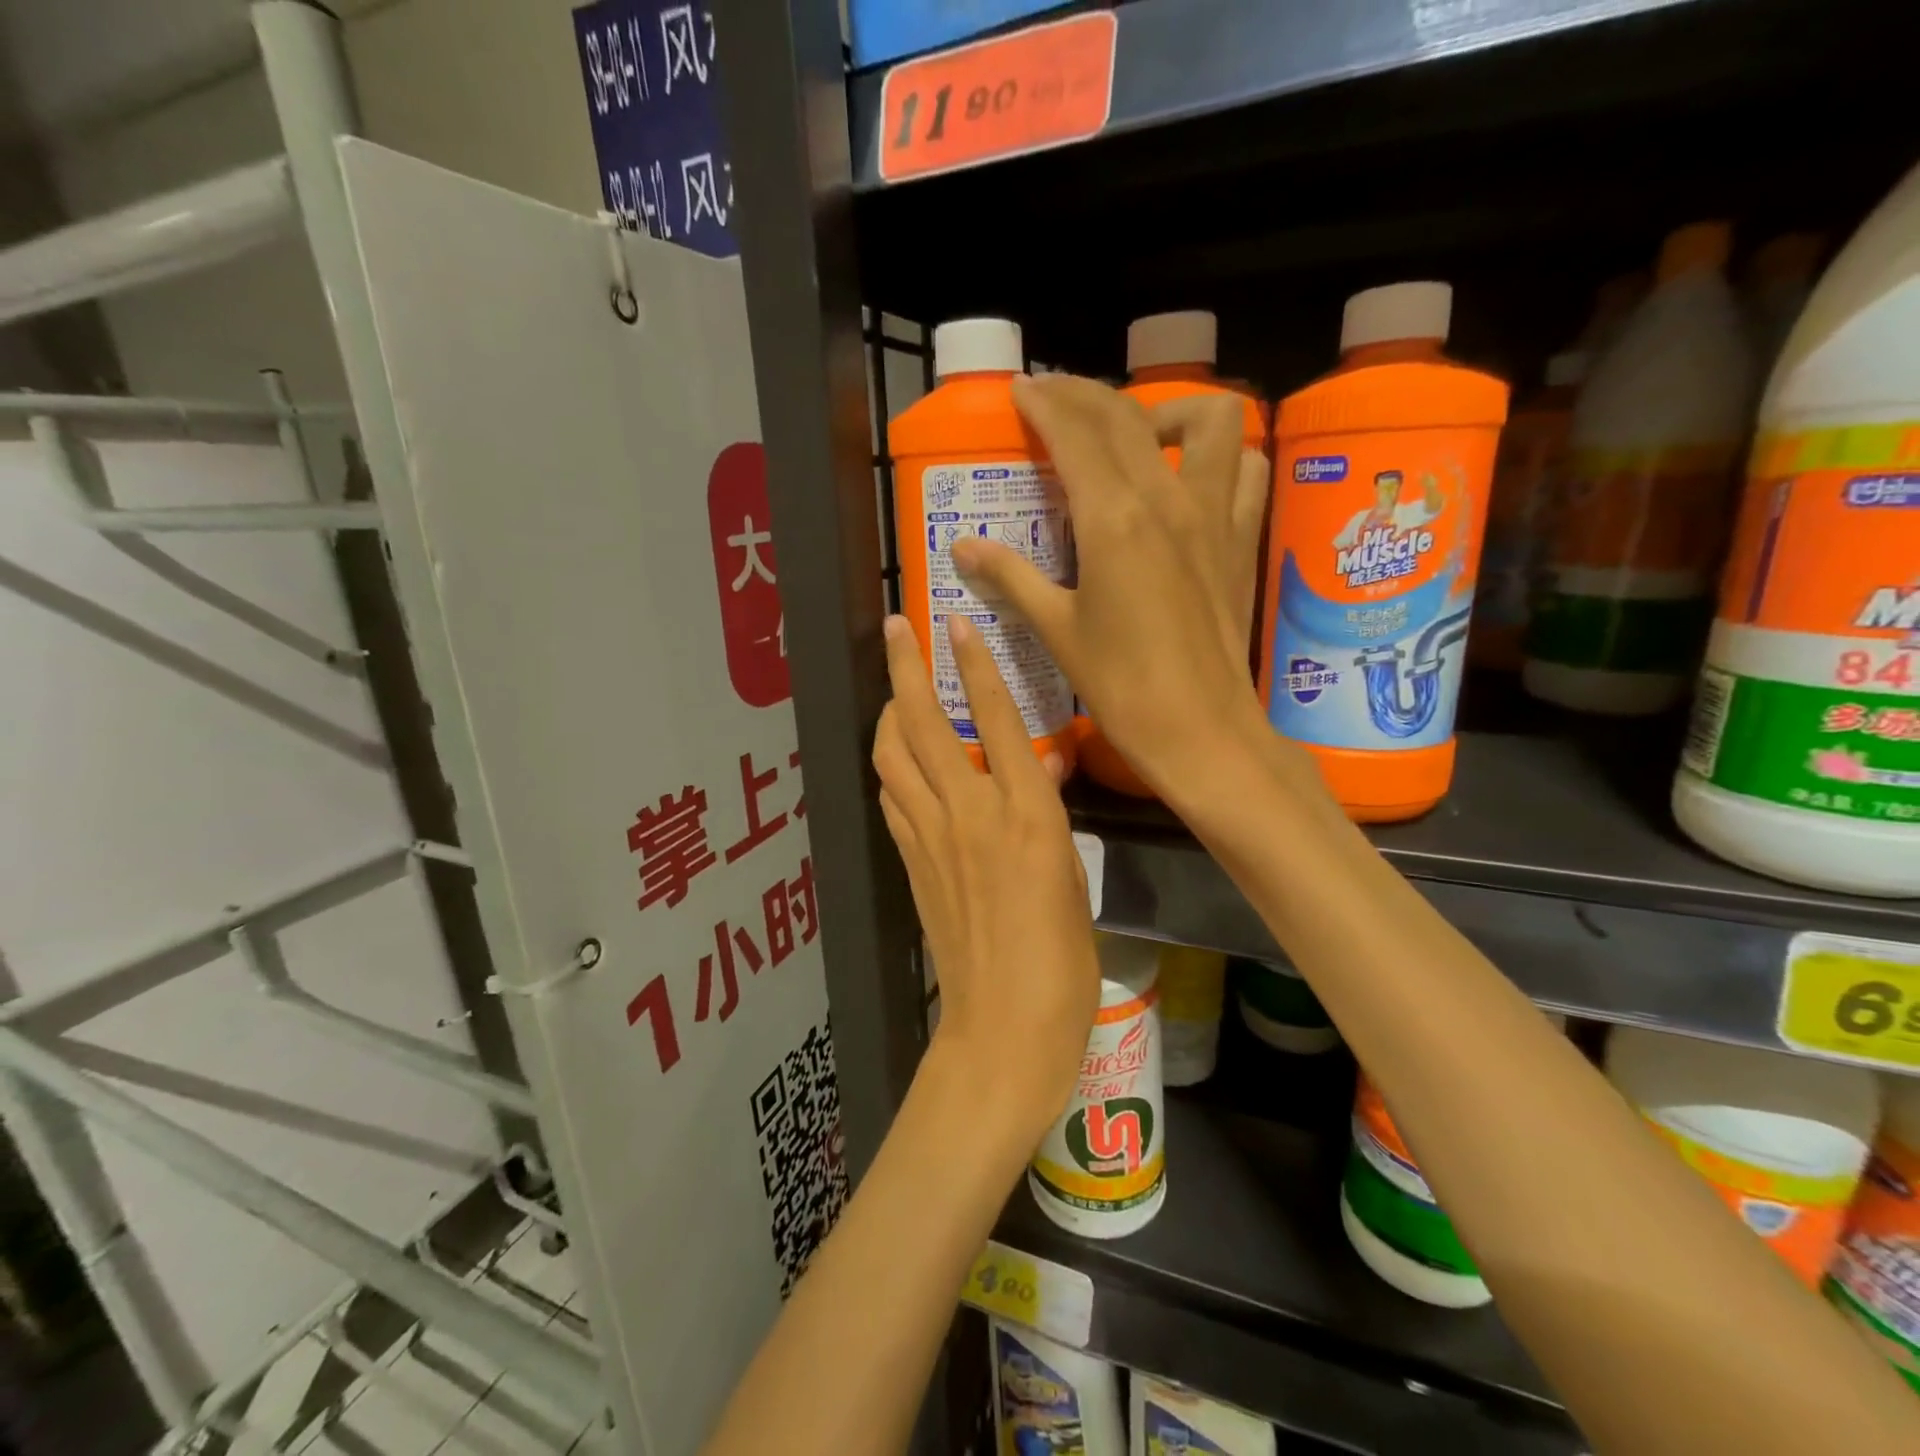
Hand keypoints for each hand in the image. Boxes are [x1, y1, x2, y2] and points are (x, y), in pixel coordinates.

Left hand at [871, 612, 1099, 1147]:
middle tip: (895, 628)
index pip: (994, 719)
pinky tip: (896, 759)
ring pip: (892, 756)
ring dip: (887, 714)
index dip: (975, 665)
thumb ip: (1052, 811)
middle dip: (905, 668)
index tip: (955, 622)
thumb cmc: (1062, 957)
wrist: (1005, 1024)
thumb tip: (1046, 764)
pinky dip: (889, 765)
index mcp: (1025, 813)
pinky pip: (891, 797)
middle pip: (924, 724)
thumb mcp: (1073, 875)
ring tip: (893, 690)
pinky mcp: (909, 862)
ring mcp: (930, 837)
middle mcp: (969, 812)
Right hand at [949, 374, 1299, 804]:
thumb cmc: (1120, 686)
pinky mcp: (1241, 540)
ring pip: (1210, 421)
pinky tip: (1193, 481)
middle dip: (1085, 394)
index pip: (1077, 432)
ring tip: (1138, 437)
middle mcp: (1168, 500)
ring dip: (1170, 411)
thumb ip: (1011, 577)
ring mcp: (1215, 515)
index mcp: (1114, 519)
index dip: (1045, 403)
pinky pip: (1246, 470)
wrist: (1199, 730)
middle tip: (1053, 401)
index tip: (1021, 391)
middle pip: (1127, 415)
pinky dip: (1222, 456)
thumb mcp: (1056, 629)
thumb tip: (963, 546)